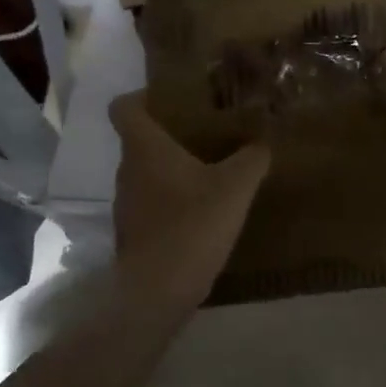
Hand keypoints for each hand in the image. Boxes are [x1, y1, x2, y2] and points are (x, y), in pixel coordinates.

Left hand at [109, 93, 270, 308]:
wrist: (159, 290)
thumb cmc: (193, 224)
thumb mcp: (236, 186)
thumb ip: (252, 158)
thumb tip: (262, 143)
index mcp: (145, 148)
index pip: (123, 107)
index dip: (143, 96)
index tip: (173, 98)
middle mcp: (128, 171)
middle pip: (140, 140)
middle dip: (170, 133)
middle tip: (207, 132)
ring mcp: (126, 204)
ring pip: (147, 173)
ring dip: (173, 168)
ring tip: (211, 170)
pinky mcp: (134, 232)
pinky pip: (152, 202)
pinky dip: (173, 199)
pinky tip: (204, 210)